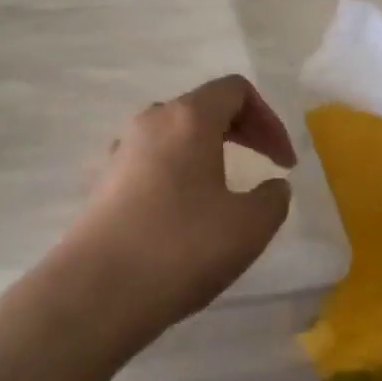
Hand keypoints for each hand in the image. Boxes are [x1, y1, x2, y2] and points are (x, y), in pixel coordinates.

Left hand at [59, 76, 296, 350]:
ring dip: (209, 151)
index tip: (284, 163)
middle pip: (205, 106)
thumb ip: (273, 199)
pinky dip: (181, 171)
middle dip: (243, 130)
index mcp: (188, 118)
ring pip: (176, 133)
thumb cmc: (181, 248)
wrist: (96, 290)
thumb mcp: (248, 227)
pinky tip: (186, 212)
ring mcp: (123, 148)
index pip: (235, 89)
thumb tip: (273, 186)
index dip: (269, 119)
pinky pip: (154, 159)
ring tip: (227, 190)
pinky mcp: (106, 179)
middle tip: (267, 166)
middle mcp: (152, 120)